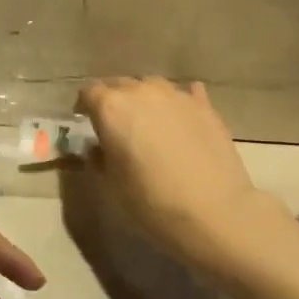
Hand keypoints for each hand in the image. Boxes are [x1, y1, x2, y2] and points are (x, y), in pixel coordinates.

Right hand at [77, 77, 271, 272]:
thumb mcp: (110, 186)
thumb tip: (97, 148)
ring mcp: (176, 95)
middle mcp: (142, 92)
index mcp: (111, 108)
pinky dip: (177, 105)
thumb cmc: (151, 202)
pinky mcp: (205, 106)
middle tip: (116, 127)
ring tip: (148, 123)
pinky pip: (184, 95)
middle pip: (120, 85)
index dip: (84, 107)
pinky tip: (180, 120)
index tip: (85, 122)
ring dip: (144, 100)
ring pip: (152, 87)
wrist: (214, 212)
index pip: (89, 92)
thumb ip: (97, 159)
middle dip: (114, 102)